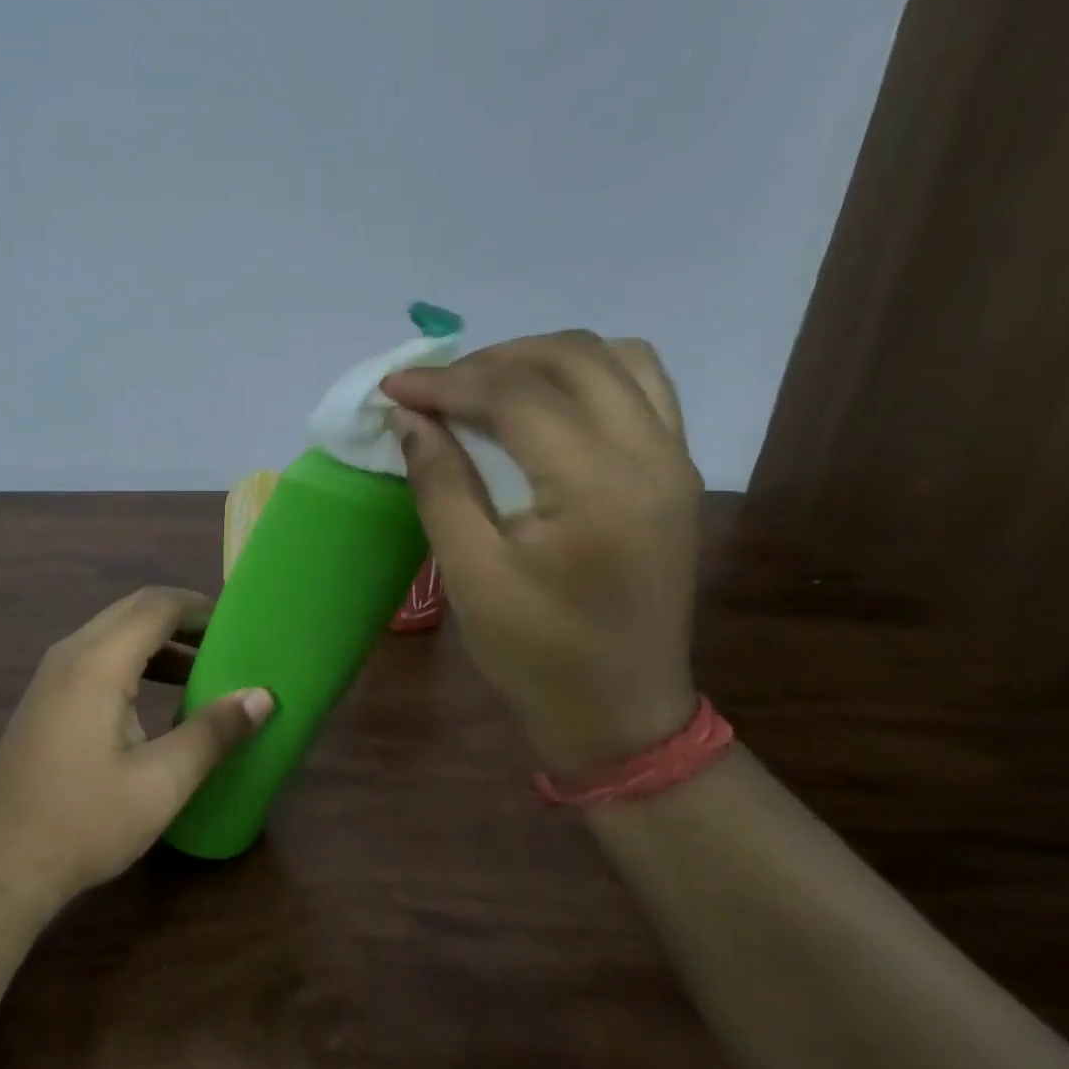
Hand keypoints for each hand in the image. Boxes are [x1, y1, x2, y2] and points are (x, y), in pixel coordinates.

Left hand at [0, 587, 273, 914]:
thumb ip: (213, 732)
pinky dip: (134, 661)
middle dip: (182, 620)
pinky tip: (157, 699)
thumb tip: (262, 696)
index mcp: (98, 661)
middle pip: (133, 611)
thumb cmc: (85, 821)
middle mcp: (70, 653)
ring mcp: (51, 675)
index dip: (201, 607)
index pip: (157, 605)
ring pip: (113, 633)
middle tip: (227, 644)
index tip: (240, 625)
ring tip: (203, 670)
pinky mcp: (45, 698)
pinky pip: (96, 657)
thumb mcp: (161, 781)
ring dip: (158, 642)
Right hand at [380, 332, 702, 776]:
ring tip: (487, 386)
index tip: (393, 387)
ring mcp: (674, 460)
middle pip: (573, 356)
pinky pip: (641, 388)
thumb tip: (411, 418)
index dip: (447, 382)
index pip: (517, 395)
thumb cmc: (536, 652)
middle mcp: (651, 455)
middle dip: (493, 358)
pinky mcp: (675, 473)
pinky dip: (586, 376)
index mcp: (598, 487)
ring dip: (544, 358)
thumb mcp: (470, 572)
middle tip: (436, 387)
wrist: (620, 711)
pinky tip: (543, 405)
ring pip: (617, 358)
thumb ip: (440, 483)